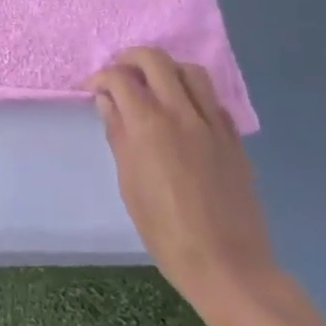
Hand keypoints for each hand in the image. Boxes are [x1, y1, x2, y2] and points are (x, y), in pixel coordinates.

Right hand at [88, 48, 287, 325]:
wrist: (227, 266)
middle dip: (131, 59)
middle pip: (155, 59)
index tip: (91, 90)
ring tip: (154, 86)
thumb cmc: (165, 231)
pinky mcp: (234, 140)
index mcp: (148, 124)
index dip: (99, 77)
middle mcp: (181, 113)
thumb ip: (118, 135)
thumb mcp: (129, 184)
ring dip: (167, 69)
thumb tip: (108, 102)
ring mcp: (212, 124)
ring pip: (190, 71)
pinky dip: (194, 96)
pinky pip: (212, 101)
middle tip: (120, 74)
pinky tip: (184, 114)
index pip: (119, 78)